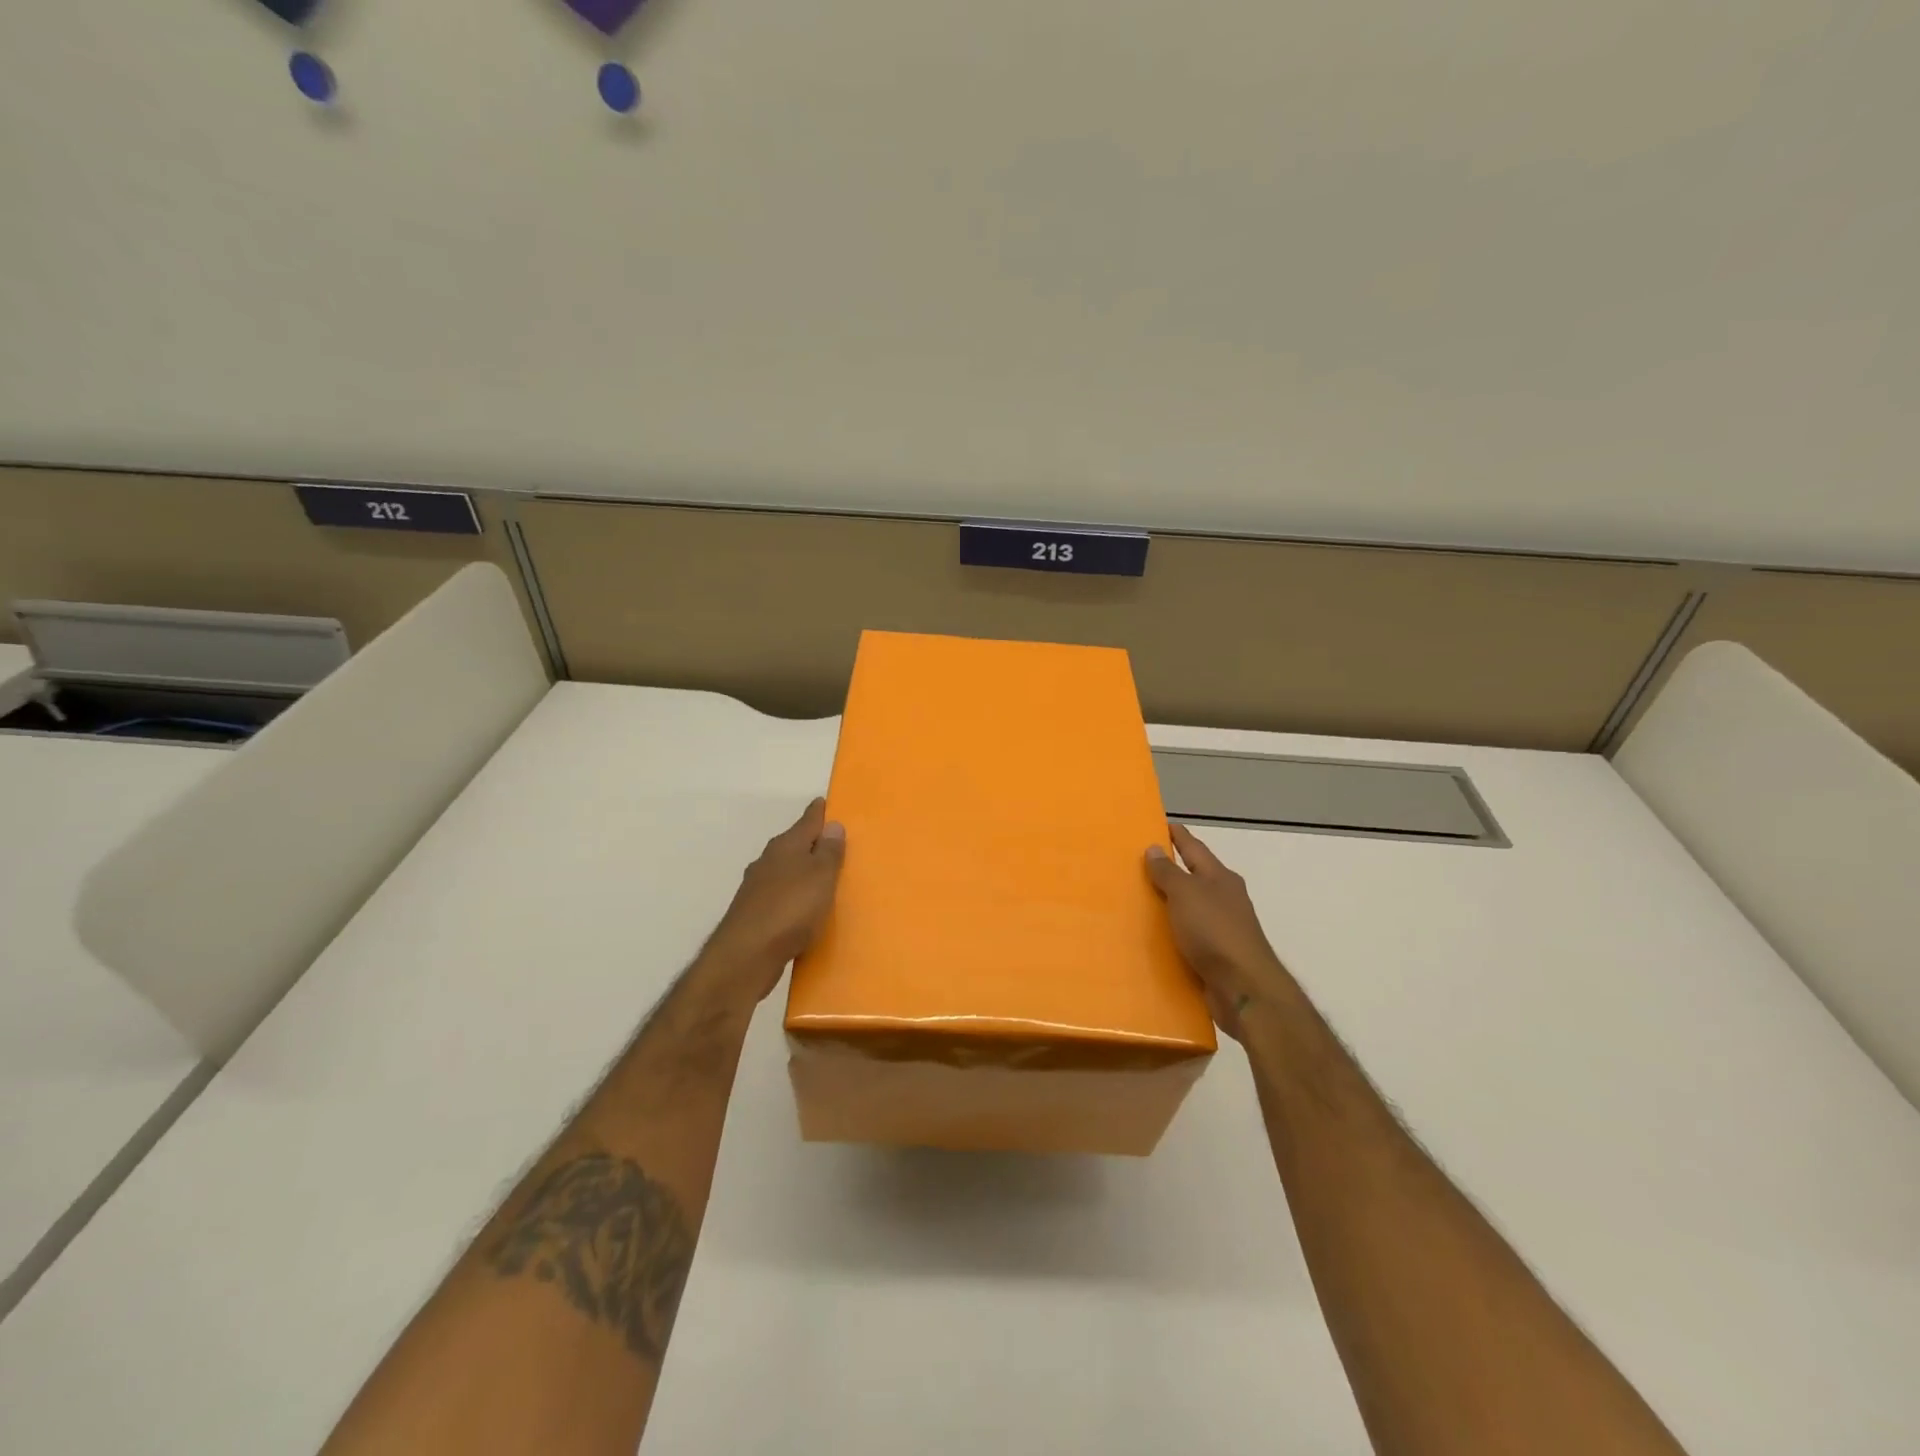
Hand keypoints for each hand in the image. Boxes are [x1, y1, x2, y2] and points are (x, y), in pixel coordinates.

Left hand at [704, 798, 846, 1000]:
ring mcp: (756, 888)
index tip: (825, 802)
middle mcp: (768, 861)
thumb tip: (832, 824)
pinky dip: (792, 896)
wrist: (746, 956)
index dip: (818, 812)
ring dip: (800, 871)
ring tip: (821, 878)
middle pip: (794, 844)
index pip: (807, 821)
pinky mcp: (753, 914)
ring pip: (784, 871)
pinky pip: (780, 896)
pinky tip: (801, 909)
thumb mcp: (821, 877)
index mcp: (786, 846)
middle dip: (810, 842)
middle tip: (832, 842)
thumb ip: (828, 852)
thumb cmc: (791, 909)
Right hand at [1145, 822, 1292, 1039]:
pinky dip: (1174, 931)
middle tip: (1142, 861)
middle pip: (1195, 877)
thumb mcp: (1186, 894)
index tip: (1161, 823)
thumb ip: (1168, 872)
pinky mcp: (1218, 955)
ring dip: (1172, 902)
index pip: (1194, 848)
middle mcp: (1225, 899)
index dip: (1178, 835)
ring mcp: (1223, 928)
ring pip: (1192, 907)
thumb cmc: (1214, 931)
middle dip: (1173, 869)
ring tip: (1142, 899)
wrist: (1243, 988)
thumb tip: (1154, 848)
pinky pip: (1190, 936)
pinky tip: (1156, 936)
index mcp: (1220, 878)